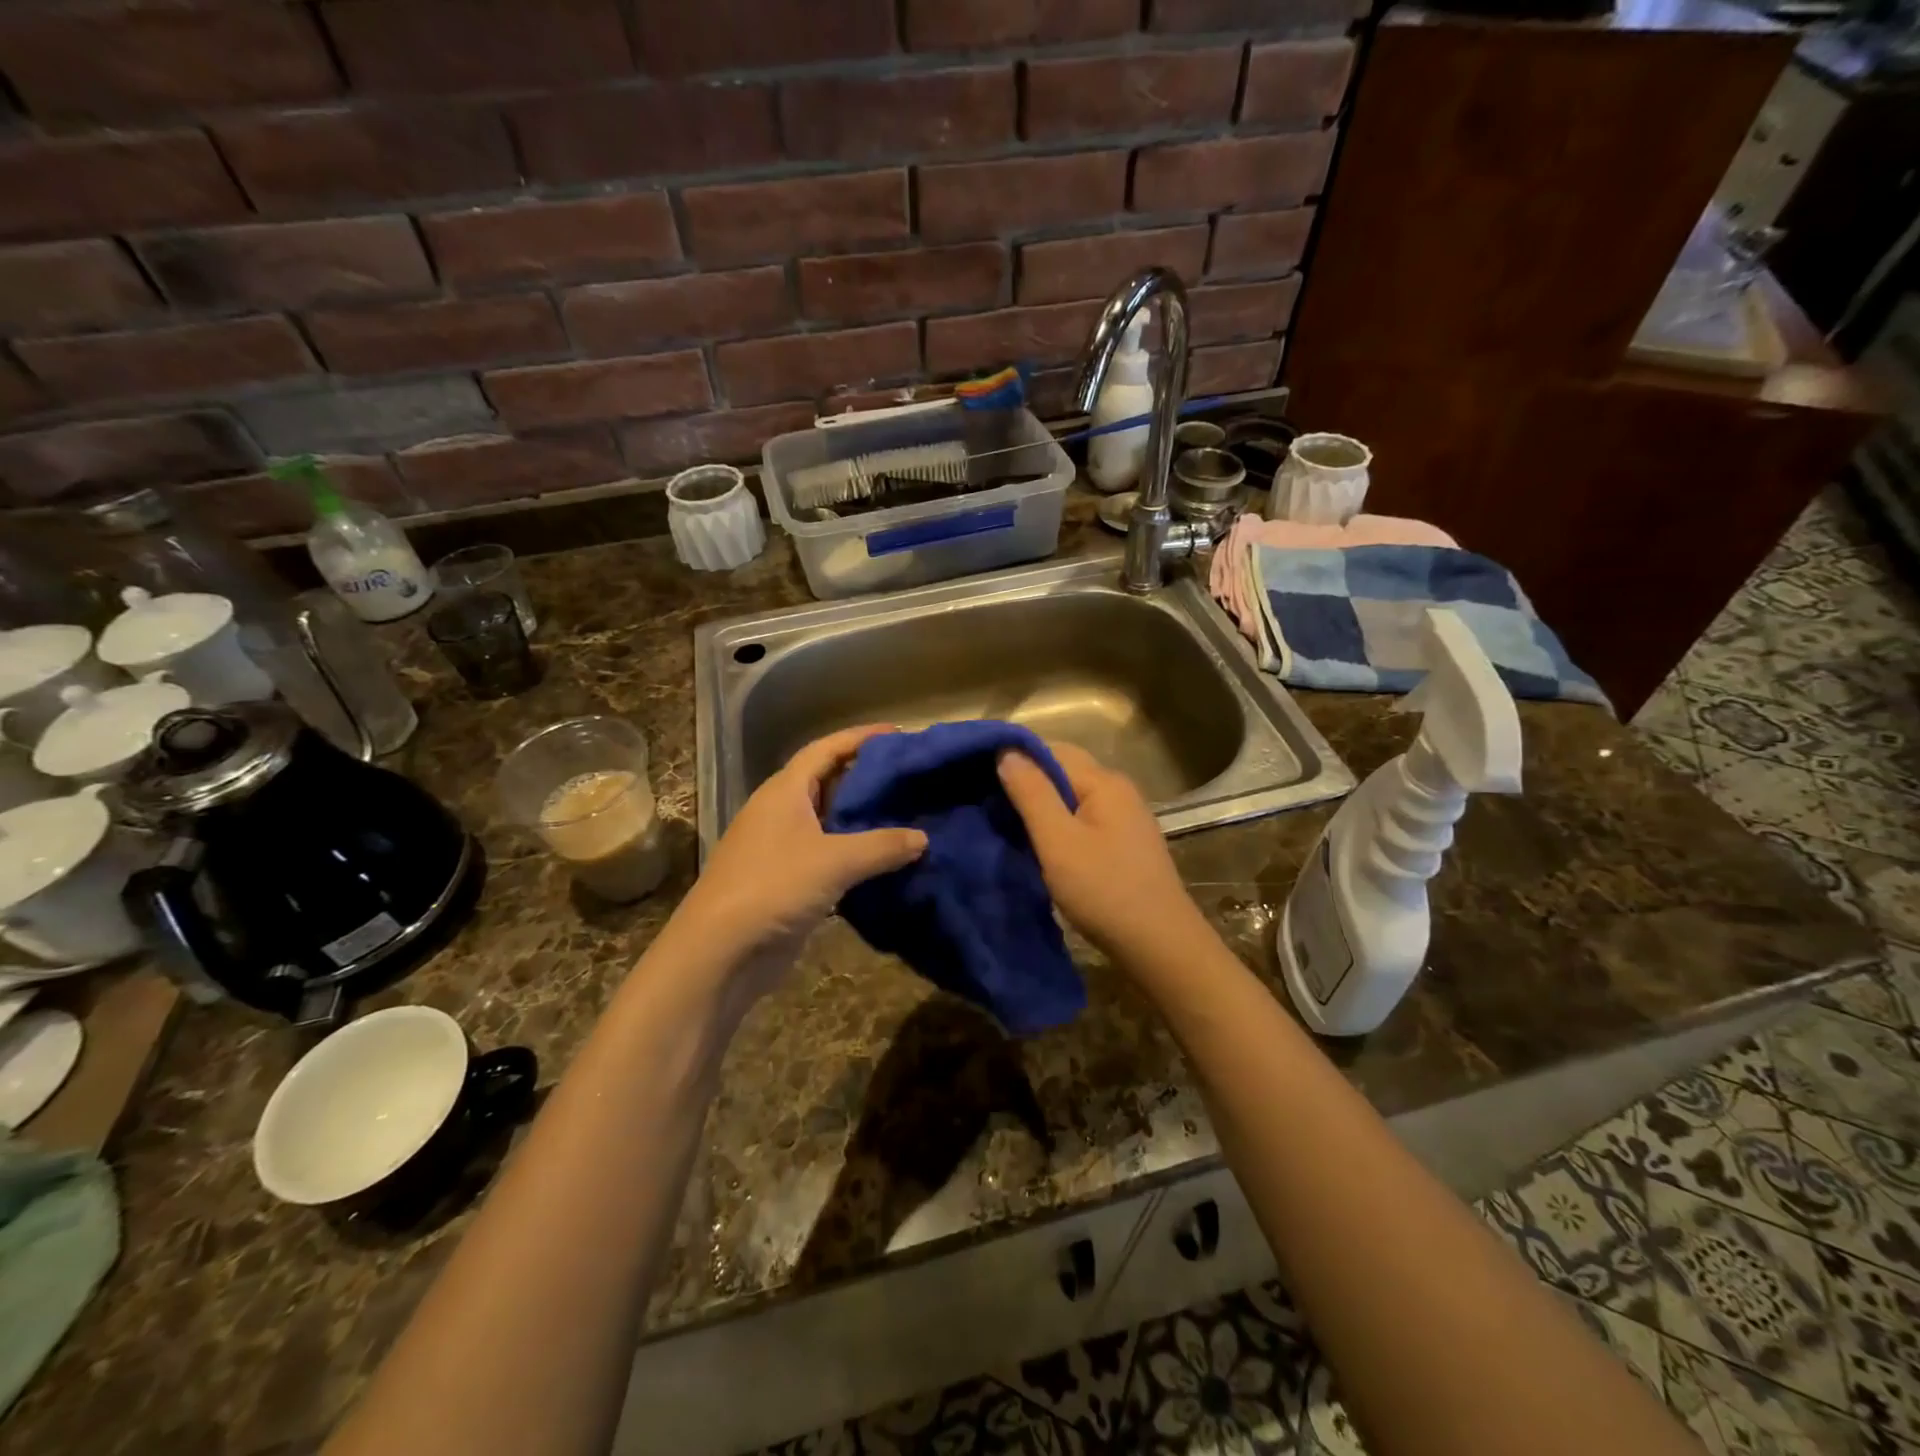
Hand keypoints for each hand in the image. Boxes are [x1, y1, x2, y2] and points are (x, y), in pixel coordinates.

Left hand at [671, 725, 926, 994]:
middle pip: (828, 782)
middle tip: (909, 777)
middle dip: (866, 777)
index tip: (898, 733)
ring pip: (829, 822)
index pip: (825, 749)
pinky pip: (828, 857)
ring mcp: (781, 849)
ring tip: (905, 815)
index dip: (860, 737)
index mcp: (784, 792)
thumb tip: (922, 838)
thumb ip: (882, 846)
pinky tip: (885, 862)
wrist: (720, 953)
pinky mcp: (787, 882)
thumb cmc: (773, 887)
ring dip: (862, 819)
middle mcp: (781, 813)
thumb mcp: (834, 861)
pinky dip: (855, 855)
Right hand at [997, 742, 1200, 959]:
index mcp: (1104, 781)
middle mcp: (1118, 790)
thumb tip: (1007, 750)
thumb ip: (1032, 793)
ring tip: (1008, 824)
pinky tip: (1041, 844)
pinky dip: (1059, 824)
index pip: (1052, 749)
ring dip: (1042, 806)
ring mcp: (1125, 817)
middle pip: (1064, 771)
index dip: (1016, 758)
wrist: (1159, 944)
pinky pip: (1084, 818)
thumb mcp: (1058, 841)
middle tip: (989, 803)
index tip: (981, 777)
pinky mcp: (1125, 842)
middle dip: (1027, 782)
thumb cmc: (1104, 890)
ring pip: (1073, 796)